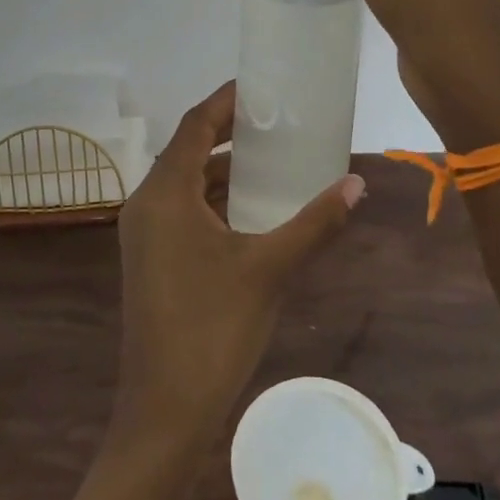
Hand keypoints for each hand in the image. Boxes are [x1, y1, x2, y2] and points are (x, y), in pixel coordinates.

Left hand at [113, 82, 363, 446]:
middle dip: (228, 131)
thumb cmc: (213, 329)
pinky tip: (248, 210)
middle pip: (187, 149)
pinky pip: (181, 209)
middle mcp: (146, 204)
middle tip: (274, 120)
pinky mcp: (149, 260)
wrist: (163, 414)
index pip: (195, 125)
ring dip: (221, 168)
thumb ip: (315, 222)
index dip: (225, 101)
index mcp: (165, 194)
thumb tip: (356, 185)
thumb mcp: (270, 269)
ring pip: (183, 182)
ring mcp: (143, 235)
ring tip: (269, 158)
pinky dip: (212, 198)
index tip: (259, 86)